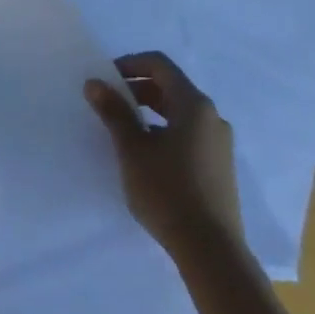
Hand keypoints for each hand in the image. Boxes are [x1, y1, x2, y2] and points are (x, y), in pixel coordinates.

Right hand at [84, 51, 243, 260]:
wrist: (211, 250)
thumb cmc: (167, 190)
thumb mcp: (132, 148)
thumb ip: (114, 112)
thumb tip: (95, 83)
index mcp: (194, 105)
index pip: (160, 65)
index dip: (129, 64)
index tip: (105, 79)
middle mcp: (212, 117)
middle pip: (171, 86)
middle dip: (137, 88)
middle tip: (109, 102)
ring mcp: (219, 143)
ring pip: (180, 111)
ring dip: (149, 110)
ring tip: (123, 129)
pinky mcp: (219, 165)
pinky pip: (188, 133)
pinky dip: (164, 129)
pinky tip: (146, 154)